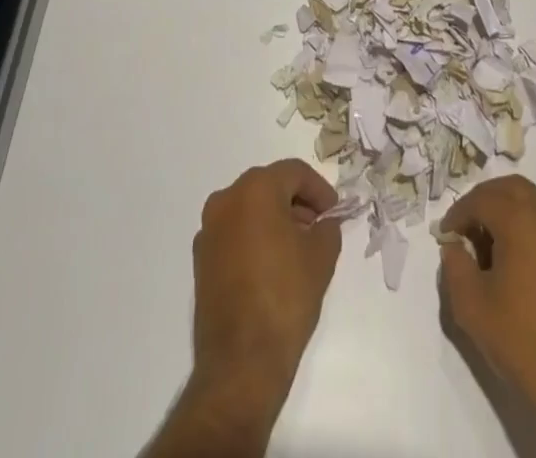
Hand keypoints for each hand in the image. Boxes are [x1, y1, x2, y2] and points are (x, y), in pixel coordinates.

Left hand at [191, 159, 342, 387]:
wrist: (241, 363)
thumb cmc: (285, 297)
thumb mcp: (321, 256)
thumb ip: (327, 228)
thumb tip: (324, 223)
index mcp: (255, 189)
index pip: (294, 172)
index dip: (319, 190)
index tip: (334, 213)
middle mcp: (226, 199)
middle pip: (269, 186)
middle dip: (296, 202)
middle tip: (318, 227)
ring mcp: (209, 230)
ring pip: (249, 209)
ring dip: (274, 219)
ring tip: (297, 248)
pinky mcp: (201, 259)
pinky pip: (234, 233)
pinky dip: (254, 238)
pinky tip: (272, 266)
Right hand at [439, 176, 535, 440]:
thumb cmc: (522, 340)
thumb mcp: (471, 307)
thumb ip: (454, 266)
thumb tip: (455, 246)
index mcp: (521, 218)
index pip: (481, 199)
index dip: (458, 214)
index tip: (446, 235)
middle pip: (510, 188)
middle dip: (485, 200)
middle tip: (467, 226)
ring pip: (535, 198)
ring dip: (511, 207)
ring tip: (494, 238)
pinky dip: (534, 221)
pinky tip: (524, 253)